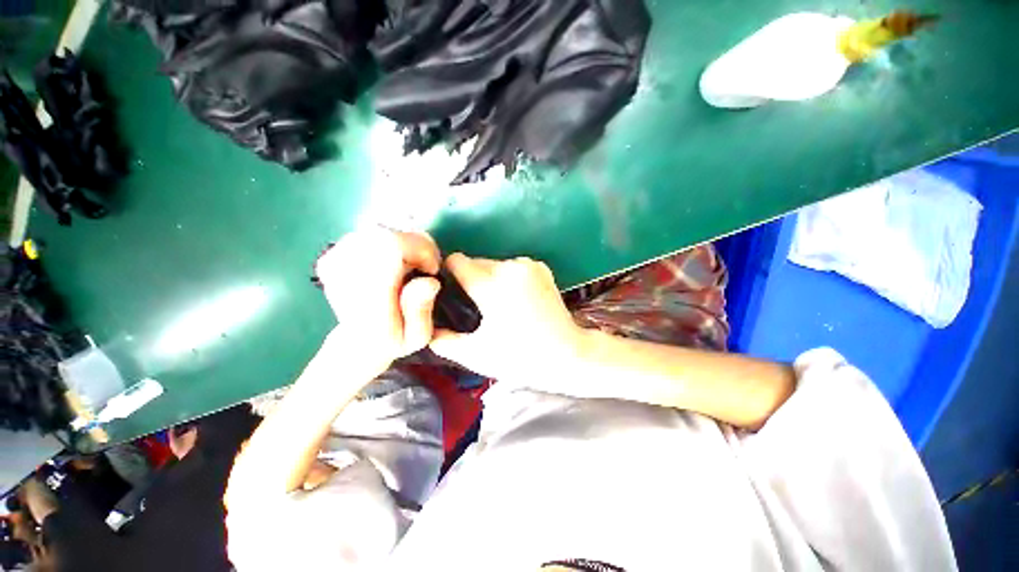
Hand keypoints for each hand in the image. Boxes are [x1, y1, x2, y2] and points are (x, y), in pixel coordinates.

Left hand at [314, 227, 441, 375]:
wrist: (354, 344)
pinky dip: (388, 244)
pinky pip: (370, 235)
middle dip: (415, 246)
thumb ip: (421, 309)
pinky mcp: (332, 254)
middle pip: (387, 234)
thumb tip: (429, 280)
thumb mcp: (416, 336)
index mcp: (367, 296)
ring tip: (407, 269)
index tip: (431, 269)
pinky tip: (391, 264)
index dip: (421, 249)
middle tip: (422, 268)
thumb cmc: (392, 341)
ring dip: (403, 246)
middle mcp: (344, 273)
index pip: (392, 246)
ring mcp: (334, 260)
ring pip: (380, 232)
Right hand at [429, 254, 586, 384]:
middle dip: (471, 280)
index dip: (448, 274)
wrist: (568, 354)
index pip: (456, 261)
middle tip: (477, 306)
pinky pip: (513, 267)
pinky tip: (518, 300)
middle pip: (476, 262)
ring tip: (499, 305)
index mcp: (491, 285)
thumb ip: (442, 339)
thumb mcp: (474, 354)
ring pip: (494, 264)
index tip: (450, 291)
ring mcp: (528, 264)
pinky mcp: (542, 267)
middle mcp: (509, 266)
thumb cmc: (520, 357)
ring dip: (491, 279)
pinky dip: (509, 278)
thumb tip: (426, 327)